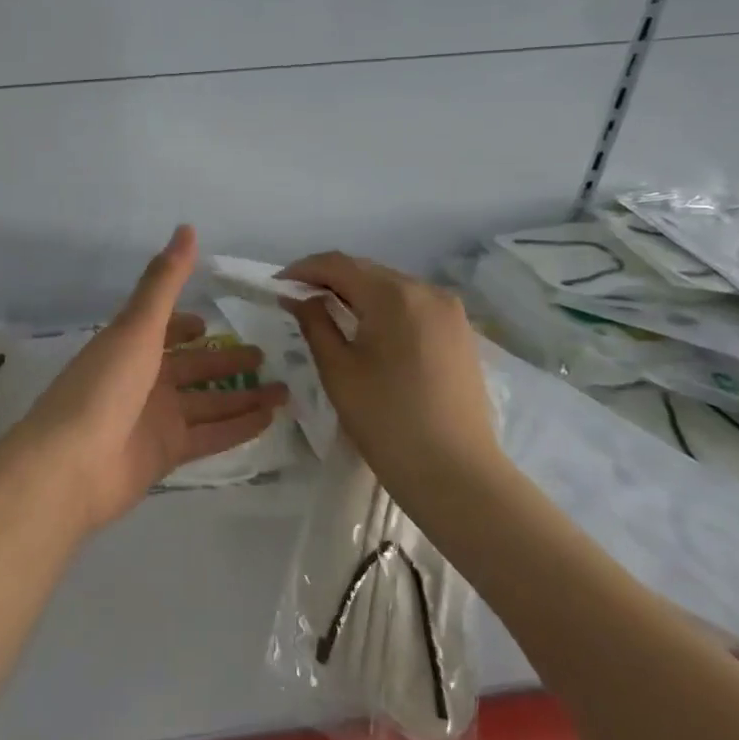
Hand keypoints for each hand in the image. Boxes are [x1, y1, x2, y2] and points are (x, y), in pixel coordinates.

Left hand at [13, 226, 288, 529]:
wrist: (71, 466)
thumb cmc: (103, 386)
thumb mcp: (137, 327)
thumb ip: (164, 282)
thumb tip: (187, 228)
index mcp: (131, 346)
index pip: (162, 331)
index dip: (184, 326)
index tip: (211, 323)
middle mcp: (143, 380)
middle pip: (193, 368)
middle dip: (225, 362)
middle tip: (265, 356)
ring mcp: (155, 419)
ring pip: (208, 403)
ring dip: (243, 396)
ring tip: (284, 390)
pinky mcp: (166, 454)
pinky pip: (210, 436)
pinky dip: (238, 428)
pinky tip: (270, 420)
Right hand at [277, 252, 500, 480]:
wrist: (456, 475)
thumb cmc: (387, 421)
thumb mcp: (338, 371)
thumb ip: (315, 323)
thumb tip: (300, 297)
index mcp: (395, 295)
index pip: (340, 264)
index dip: (304, 269)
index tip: (277, 285)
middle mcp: (428, 291)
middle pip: (368, 272)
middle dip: (330, 280)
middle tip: (298, 300)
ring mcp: (451, 312)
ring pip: (393, 288)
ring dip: (358, 294)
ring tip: (329, 315)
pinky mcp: (461, 334)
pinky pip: (414, 307)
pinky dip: (385, 310)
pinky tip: (368, 332)